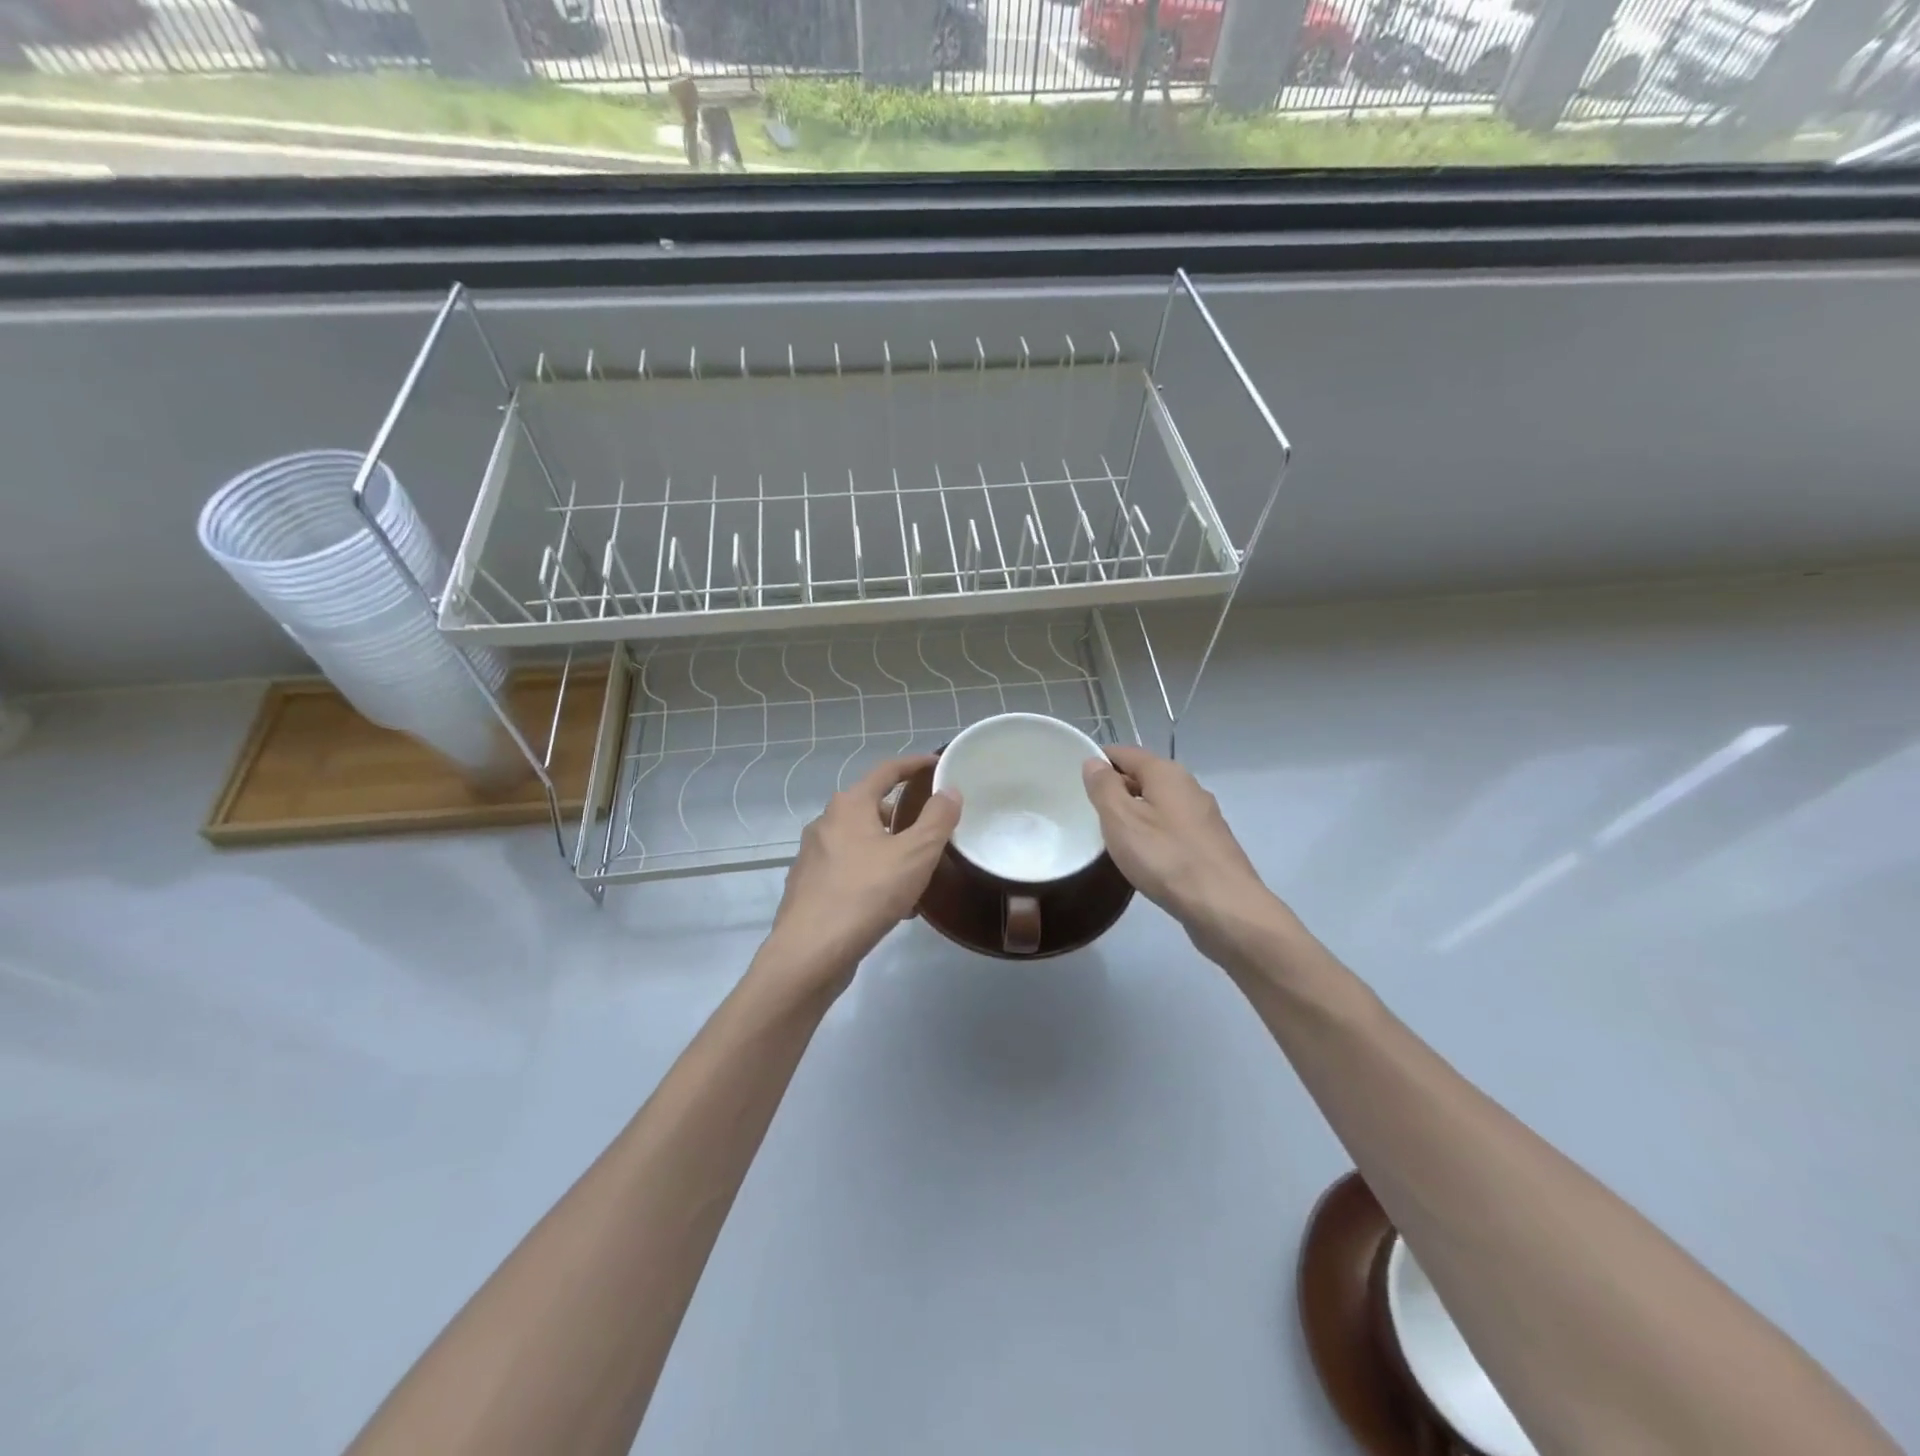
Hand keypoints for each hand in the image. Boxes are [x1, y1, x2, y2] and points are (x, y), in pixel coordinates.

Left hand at [756, 754, 961, 997]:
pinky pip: (850, 871)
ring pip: (861, 843)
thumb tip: (949, 790)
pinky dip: (873, 876)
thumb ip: (936, 819)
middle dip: (903, 816)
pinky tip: (893, 906)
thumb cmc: (866, 894)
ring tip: (918, 874)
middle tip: (931, 830)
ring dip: (889, 851)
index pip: (886, 770)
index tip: (937, 764)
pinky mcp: (809, 888)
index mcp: (849, 806)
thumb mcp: (915, 854)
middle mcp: (825, 823)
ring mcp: (812, 857)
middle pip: (871, 807)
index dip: (914, 764)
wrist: (810, 953)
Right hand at [1082, 745, 1290, 968]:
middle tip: (1088, 811)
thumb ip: (1104, 787)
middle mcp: (1189, 786)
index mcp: (1167, 773)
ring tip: (1111, 836)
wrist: (1224, 907)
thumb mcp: (1121, 819)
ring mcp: (1204, 816)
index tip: (1075, 780)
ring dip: (1135, 813)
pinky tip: (1144, 856)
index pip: (1125, 752)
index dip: (1099, 761)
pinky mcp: (1210, 844)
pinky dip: (1154, 833)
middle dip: (1116, 788)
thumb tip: (1093, 762)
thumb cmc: (1166, 858)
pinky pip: (1173, 827)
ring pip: (1159, 803)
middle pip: (1144, 776)